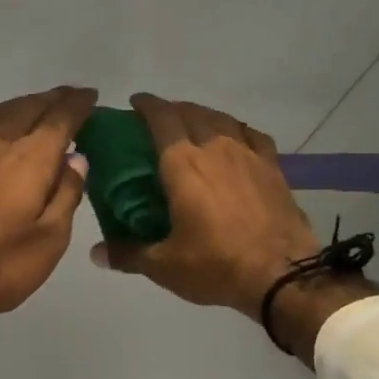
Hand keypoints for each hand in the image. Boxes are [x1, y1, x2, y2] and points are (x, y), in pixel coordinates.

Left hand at [0, 87, 96, 358]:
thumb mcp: (47, 242)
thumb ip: (65, 196)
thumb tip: (77, 159)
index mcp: (31, 157)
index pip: (61, 118)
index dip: (79, 105)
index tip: (91, 96)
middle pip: (30, 107)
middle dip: (53, 99)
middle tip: (69, 97)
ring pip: (0, 112)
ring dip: (24, 104)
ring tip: (37, 106)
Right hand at [92, 94, 378, 359]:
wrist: (282, 275)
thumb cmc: (216, 265)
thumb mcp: (164, 266)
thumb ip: (128, 254)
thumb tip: (96, 253)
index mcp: (183, 164)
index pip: (162, 118)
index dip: (147, 105)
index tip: (135, 103)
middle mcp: (215, 148)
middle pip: (191, 113)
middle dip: (172, 110)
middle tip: (159, 121)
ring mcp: (248, 155)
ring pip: (222, 119)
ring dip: (203, 115)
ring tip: (194, 125)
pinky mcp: (273, 168)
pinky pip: (252, 135)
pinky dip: (237, 130)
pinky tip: (235, 138)